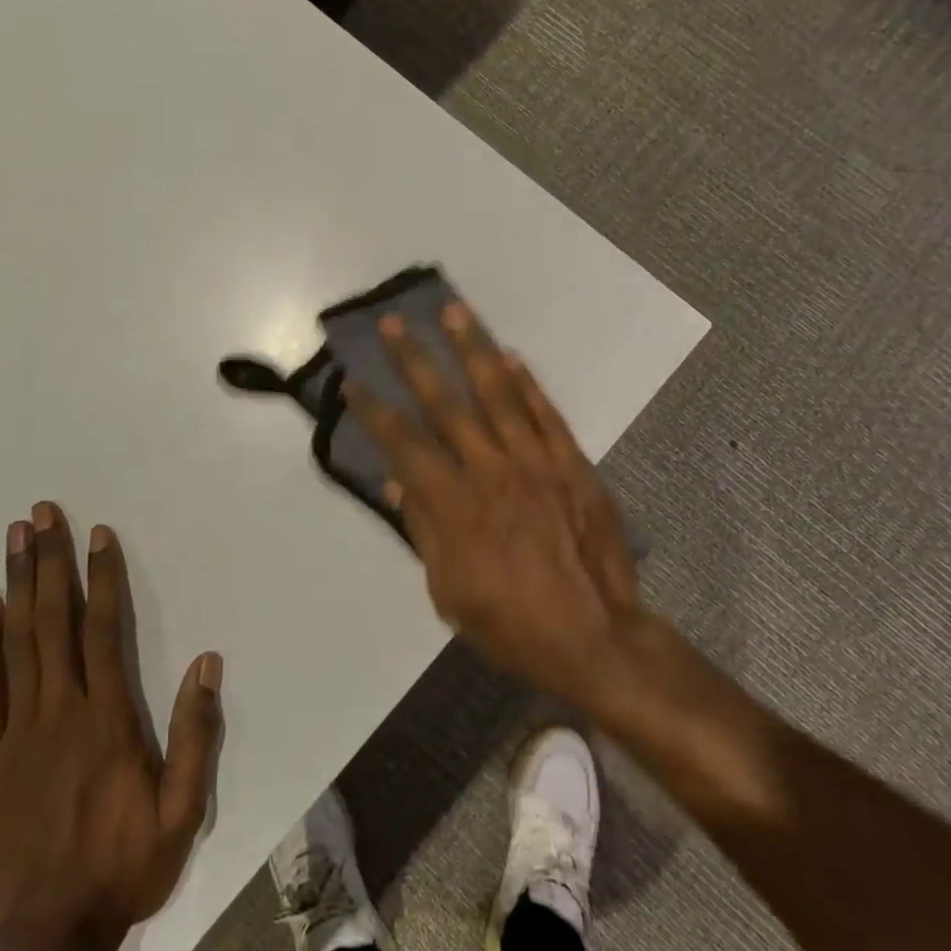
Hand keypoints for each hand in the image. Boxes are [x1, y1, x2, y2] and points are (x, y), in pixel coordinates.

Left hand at [0, 502, 222, 942]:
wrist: (48, 934)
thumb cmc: (125, 864)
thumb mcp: (182, 809)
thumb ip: (196, 733)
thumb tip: (207, 662)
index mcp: (107, 717)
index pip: (104, 629)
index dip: (102, 577)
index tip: (98, 534)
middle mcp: (60, 710)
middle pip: (53, 621)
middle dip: (49, 561)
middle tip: (42, 513)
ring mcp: (17, 732)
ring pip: (16, 642)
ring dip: (15, 584)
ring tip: (14, 539)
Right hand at [346, 305, 641, 708]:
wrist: (596, 638)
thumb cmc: (512, 624)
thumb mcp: (449, 591)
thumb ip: (425, 530)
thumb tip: (400, 482)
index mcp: (454, 504)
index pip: (404, 444)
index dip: (375, 410)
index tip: (355, 380)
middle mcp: (490, 470)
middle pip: (446, 404)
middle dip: (416, 360)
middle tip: (395, 322)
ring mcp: (537, 462)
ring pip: (499, 394)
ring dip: (473, 349)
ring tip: (454, 312)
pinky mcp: (573, 465)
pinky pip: (546, 414)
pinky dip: (528, 384)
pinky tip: (512, 356)